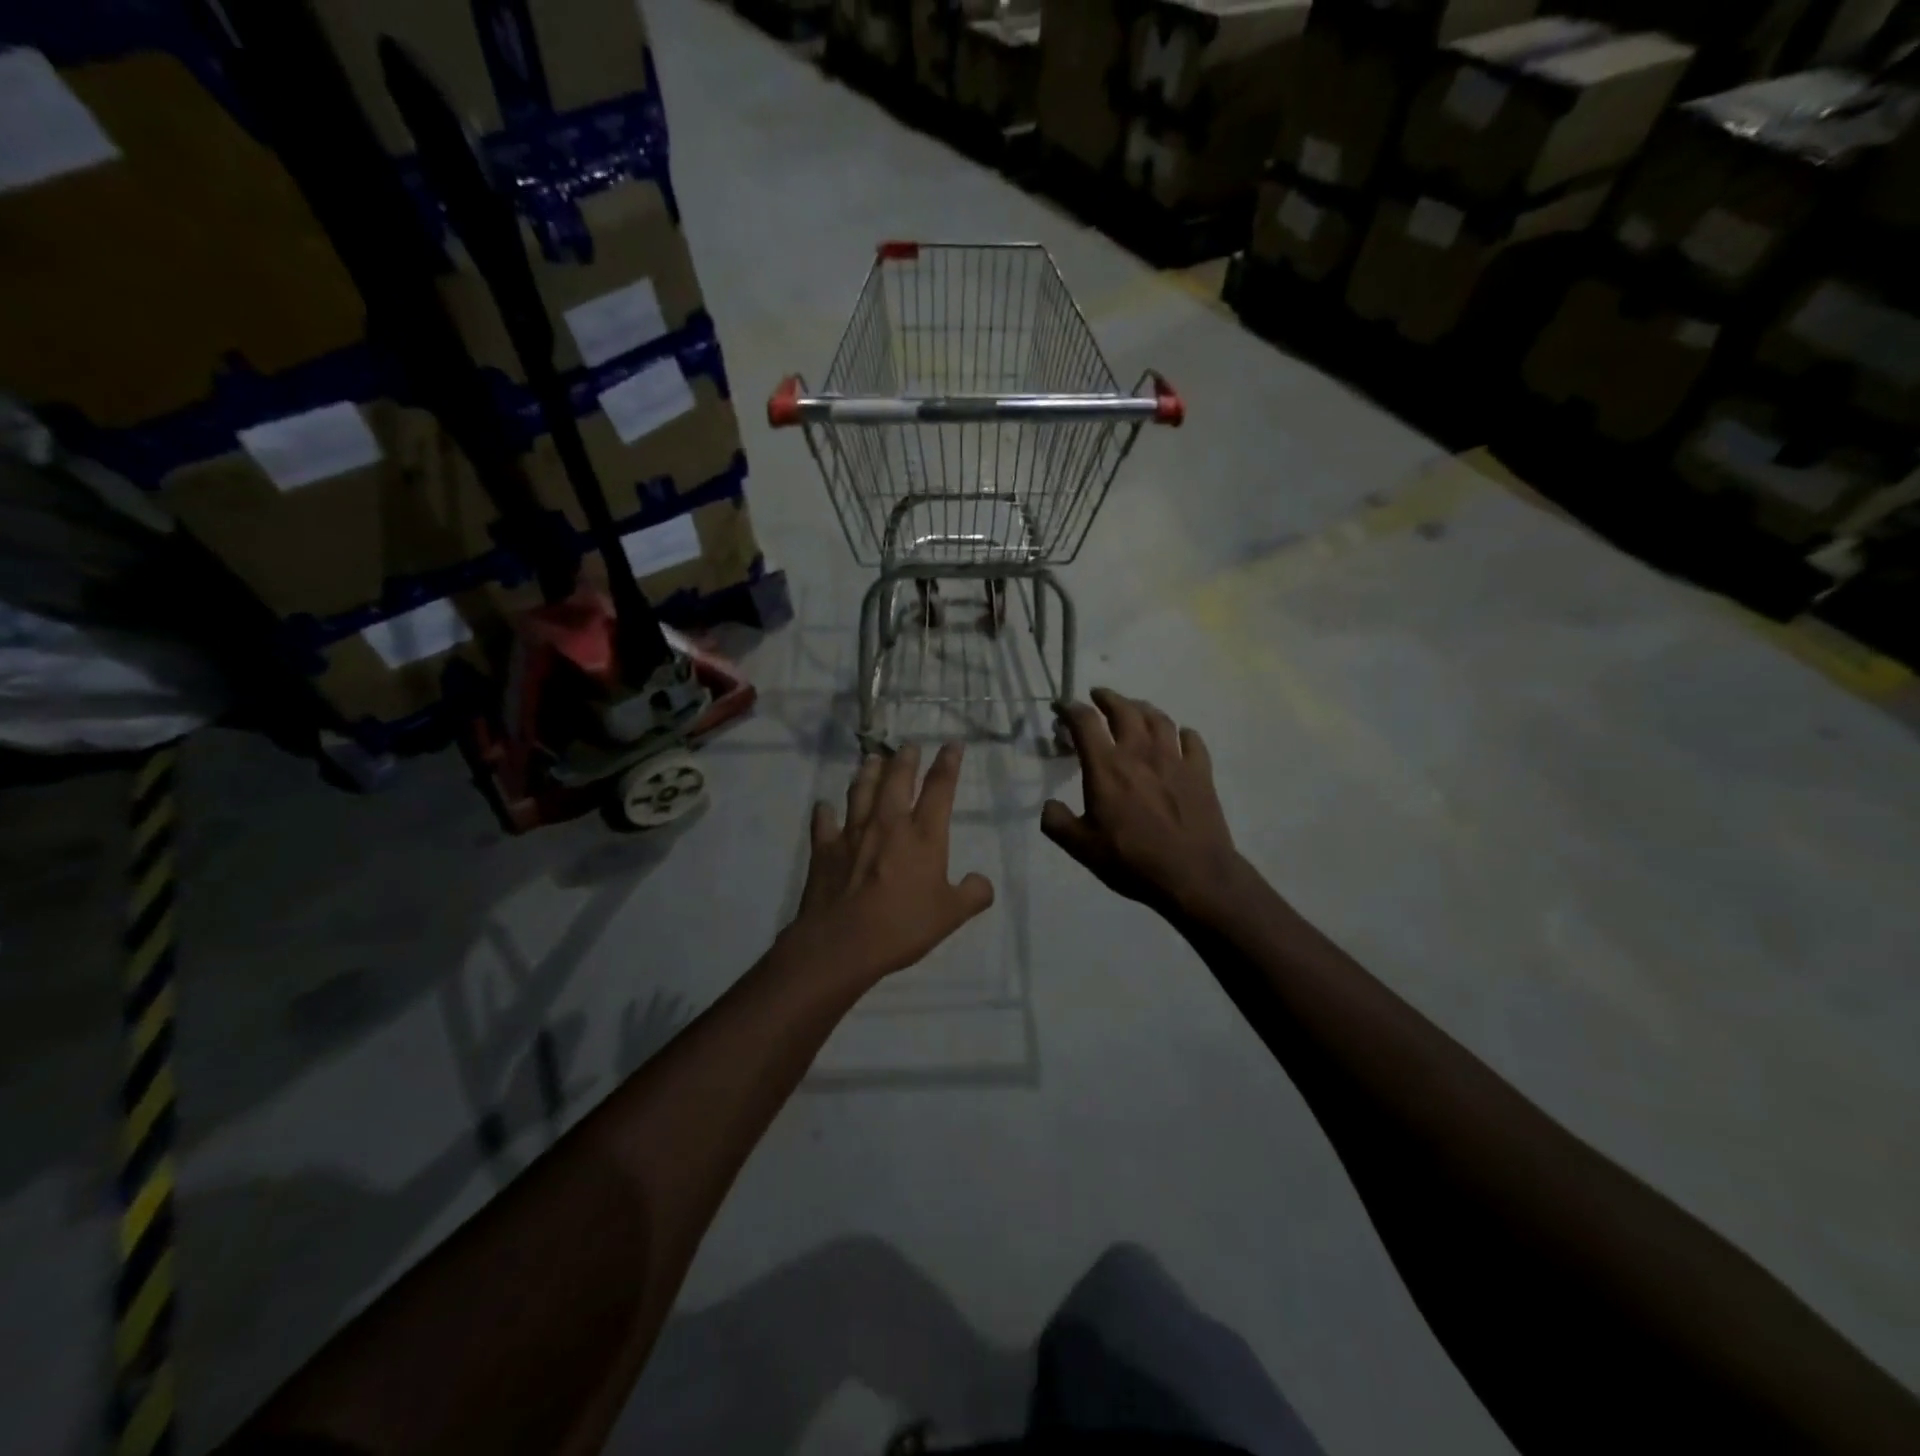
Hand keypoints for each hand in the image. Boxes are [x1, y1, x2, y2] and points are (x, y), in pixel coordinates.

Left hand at [784, 743, 995, 985]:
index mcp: (923, 835)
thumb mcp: (951, 915)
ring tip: (872, 759)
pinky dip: (825, 811)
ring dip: (868, 773)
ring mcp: (852, 833)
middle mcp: (888, 823)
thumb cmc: (902, 926)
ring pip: (861, 791)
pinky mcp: (824, 848)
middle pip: (897, 780)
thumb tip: (982, 882)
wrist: (843, 942)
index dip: (948, 763)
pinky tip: (824, 806)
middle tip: (908, 746)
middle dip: (905, 759)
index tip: (952, 744)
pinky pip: (824, 821)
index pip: (940, 788)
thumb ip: (973, 894)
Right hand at [1043, 689, 1245, 919]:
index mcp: (1106, 767)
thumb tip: (1049, 806)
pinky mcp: (1200, 772)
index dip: (1070, 709)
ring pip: (1158, 719)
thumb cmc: (1132, 861)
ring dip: (1142, 708)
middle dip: (1107, 698)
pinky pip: (1192, 741)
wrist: (1193, 876)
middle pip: (1124, 710)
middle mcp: (1139, 753)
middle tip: (1098, 696)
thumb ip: (1058, 823)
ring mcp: (1174, 759)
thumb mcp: (1082, 848)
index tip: (1061, 707)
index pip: (1084, 722)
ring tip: (1134, 708)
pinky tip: (1180, 737)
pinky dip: (1182, 733)